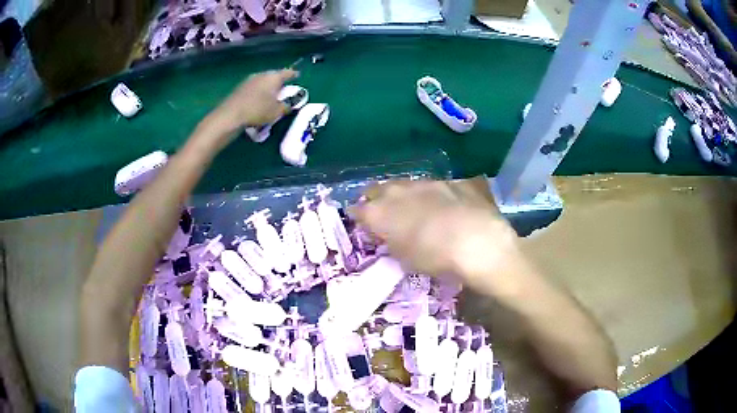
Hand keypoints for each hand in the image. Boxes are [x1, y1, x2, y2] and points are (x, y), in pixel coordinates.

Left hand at [215, 69, 298, 128]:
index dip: (293, 74)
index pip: (287, 72)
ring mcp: (249, 81)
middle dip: (279, 82)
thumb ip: (286, 107)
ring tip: (271, 97)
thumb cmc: (257, 110)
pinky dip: (258, 93)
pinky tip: (258, 102)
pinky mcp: (239, 89)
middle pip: (273, 76)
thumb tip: (288, 104)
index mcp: (273, 77)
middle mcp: (261, 75)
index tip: (297, 75)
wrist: (230, 115)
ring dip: (267, 88)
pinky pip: (254, 88)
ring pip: (262, 82)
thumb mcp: (277, 112)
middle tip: (284, 89)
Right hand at [351, 179, 527, 293]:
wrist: (476, 240)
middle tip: (380, 211)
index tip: (360, 223)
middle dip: (375, 199)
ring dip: (402, 195)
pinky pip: (432, 187)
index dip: (358, 217)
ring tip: (410, 207)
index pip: (358, 210)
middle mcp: (398, 191)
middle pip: (378, 190)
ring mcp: (425, 183)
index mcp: (380, 212)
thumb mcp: (404, 258)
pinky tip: (441, 206)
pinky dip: (430, 195)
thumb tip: (389, 234)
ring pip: (405, 185)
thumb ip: (392, 241)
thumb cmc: (433, 257)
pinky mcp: (449, 181)